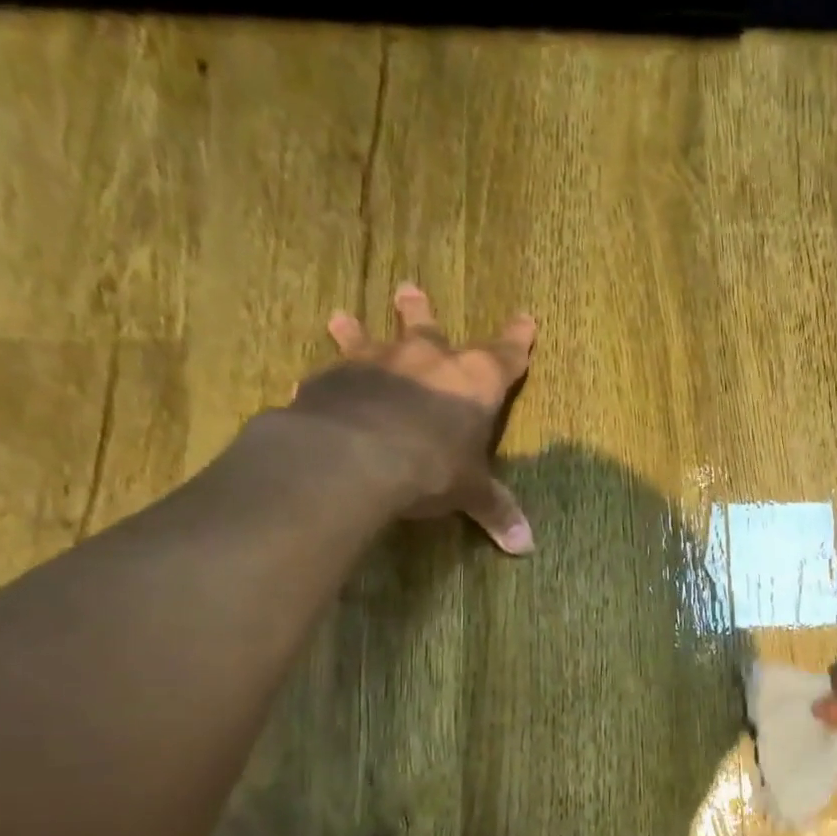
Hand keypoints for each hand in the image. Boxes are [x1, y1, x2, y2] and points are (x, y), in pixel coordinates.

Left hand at [288, 282, 536, 553]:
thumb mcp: (470, 492)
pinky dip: (326, 377)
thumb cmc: (432, 466)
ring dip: (358, 329)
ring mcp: (375, 364)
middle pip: (428, 329)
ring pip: (368, 338)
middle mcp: (426, 361)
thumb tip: (525, 546)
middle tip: (409, 289)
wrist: (356, 455)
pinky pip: (329, 374)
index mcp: (473, 382)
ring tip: (341, 316)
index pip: (504, 356)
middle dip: (421, 312)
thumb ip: (494, 510)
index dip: (517, 340)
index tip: (526, 319)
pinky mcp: (331, 379)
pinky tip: (310, 380)